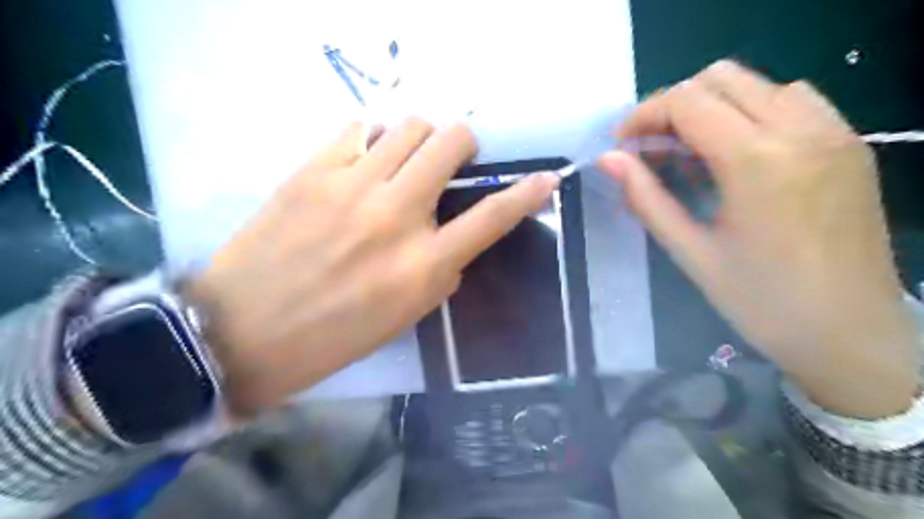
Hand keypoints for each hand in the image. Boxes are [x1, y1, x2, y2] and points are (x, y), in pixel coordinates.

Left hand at [180, 120, 555, 414]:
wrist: (244, 330)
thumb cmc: (332, 336)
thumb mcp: (404, 316)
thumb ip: (440, 271)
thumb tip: (452, 236)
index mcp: (422, 265)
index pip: (491, 218)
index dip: (526, 194)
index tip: (546, 178)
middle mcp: (396, 216)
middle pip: (451, 144)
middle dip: (464, 144)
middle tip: (454, 160)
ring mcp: (352, 186)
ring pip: (410, 125)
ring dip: (422, 136)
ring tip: (409, 158)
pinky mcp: (312, 169)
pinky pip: (361, 128)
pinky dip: (378, 137)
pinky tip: (369, 159)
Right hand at [599, 61, 915, 417]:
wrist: (850, 334)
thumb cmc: (761, 302)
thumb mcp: (691, 252)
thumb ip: (647, 198)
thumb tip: (608, 160)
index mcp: (757, 161)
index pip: (687, 102)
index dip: (644, 115)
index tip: (622, 145)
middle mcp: (801, 130)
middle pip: (720, 78)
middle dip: (672, 106)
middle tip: (649, 147)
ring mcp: (834, 132)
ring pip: (757, 84)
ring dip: (711, 106)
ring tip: (688, 152)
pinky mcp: (849, 144)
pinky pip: (792, 99)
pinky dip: (750, 111)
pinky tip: (736, 153)